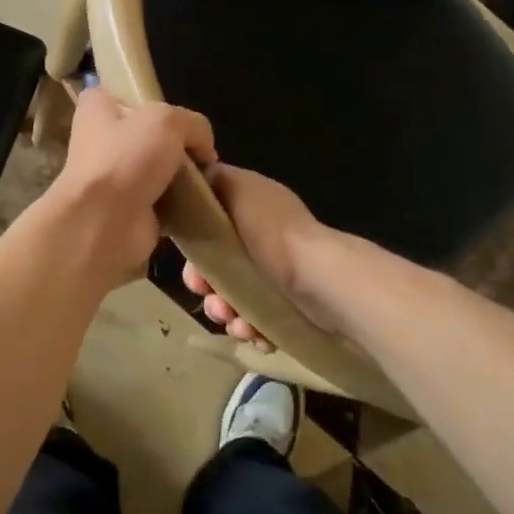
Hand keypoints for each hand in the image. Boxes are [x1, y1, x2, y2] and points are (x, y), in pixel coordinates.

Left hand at [40, 85, 215, 283]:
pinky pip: (163, 200)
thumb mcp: (169, 121)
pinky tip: (199, 202)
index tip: (175, 112)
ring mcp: (114, 177)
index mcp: (98, 109)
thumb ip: (194, 125)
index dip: (149, 98)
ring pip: (158, 168)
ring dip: (182, 176)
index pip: (121, 92)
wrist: (104, 223)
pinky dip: (181, 203)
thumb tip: (205, 150)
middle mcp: (101, 140)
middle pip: (148, 133)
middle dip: (176, 142)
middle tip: (201, 151)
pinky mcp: (128, 209)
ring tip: (206, 179)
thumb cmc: (127, 158)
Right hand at [181, 163, 327, 350]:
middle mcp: (263, 239)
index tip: (192, 265)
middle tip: (213, 301)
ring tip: (237, 324)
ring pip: (234, 296)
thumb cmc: (274, 232)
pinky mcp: (289, 305)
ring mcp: (277, 274)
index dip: (194, 245)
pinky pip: (257, 320)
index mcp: (252, 209)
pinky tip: (255, 335)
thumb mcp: (240, 188)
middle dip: (208, 287)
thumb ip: (216, 179)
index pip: (209, 224)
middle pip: (218, 265)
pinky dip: (251, 329)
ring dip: (227, 313)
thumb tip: (199, 178)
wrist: (321, 280)